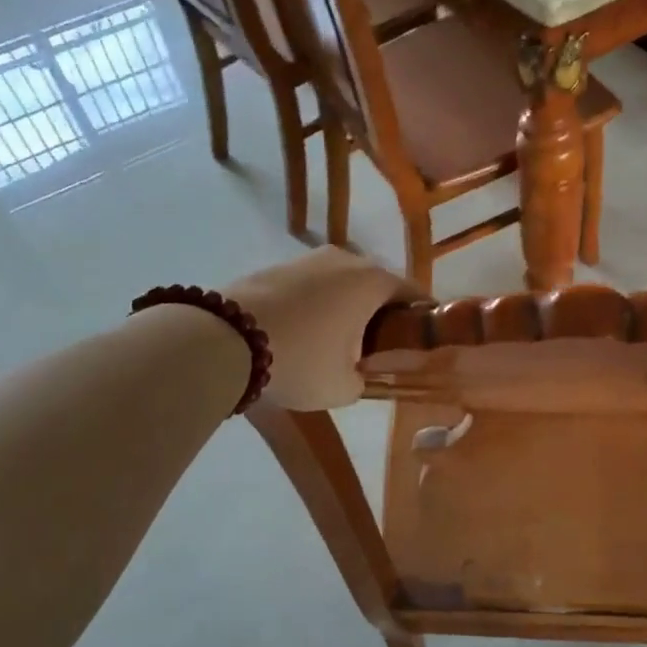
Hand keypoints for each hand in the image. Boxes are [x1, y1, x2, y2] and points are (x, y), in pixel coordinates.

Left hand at [225, 248, 413, 409]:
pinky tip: (303, 331)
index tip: (422, 340)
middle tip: (378, 346)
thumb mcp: (343, 387)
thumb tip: (357, 373)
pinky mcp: (278, 266)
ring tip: (336, 340)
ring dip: (346, 307)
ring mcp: (309, 259)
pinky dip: (316, 304)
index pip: (414, 294)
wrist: (224, 340)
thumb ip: (363, 379)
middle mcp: (347, 260)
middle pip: (377, 286)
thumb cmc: (301, 360)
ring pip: (342, 283)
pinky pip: (312, 285)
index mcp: (374, 282)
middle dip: (382, 313)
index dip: (421, 318)